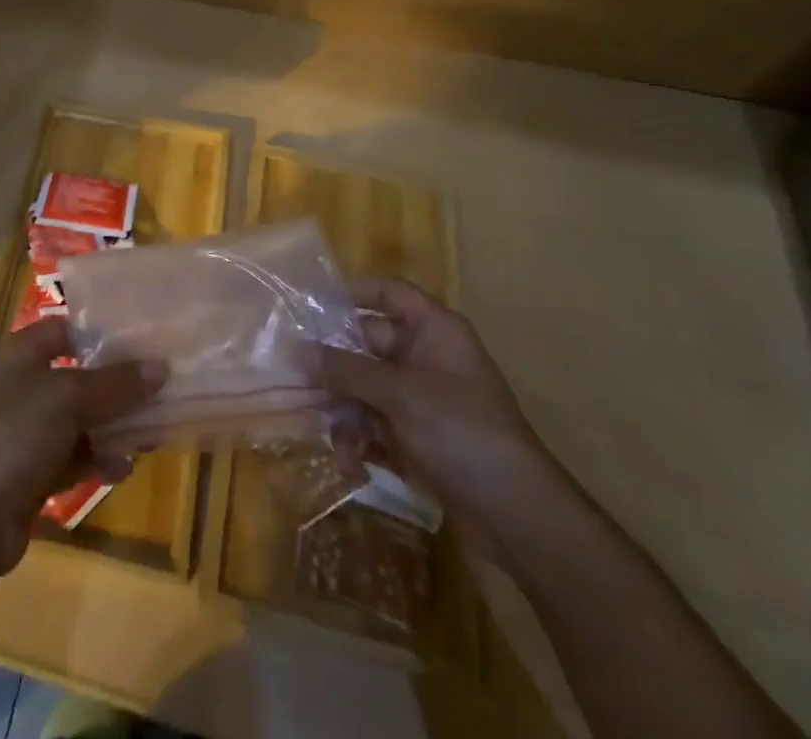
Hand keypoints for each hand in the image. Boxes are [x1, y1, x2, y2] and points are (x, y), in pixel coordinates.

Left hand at [0, 319, 164, 580]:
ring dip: (113, 425)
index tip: (144, 339)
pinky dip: (98, 459)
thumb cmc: (14, 434)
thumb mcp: (69, 398)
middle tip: (161, 387)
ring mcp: (26, 431)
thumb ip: (116, 383)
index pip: (66, 328)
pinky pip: (74, 457)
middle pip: (78, 375)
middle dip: (117, 384)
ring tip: (153, 430)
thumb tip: (161, 367)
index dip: (101, 331)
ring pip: (79, 419)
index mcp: (22, 353)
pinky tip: (126, 467)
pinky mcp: (32, 472)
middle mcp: (23, 385)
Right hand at [311, 276, 549, 539]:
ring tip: (325, 432)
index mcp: (433, 331)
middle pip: (366, 342)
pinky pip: (374, 422)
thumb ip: (347, 370)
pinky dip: (359, 438)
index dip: (351, 291)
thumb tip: (297, 349)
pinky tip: (349, 462)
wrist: (518, 518)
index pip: (388, 293)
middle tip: (293, 374)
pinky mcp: (416, 436)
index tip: (309, 302)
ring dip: (342, 409)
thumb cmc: (462, 433)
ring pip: (364, 387)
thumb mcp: (401, 395)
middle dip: (332, 363)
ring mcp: (420, 399)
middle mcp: (425, 357)